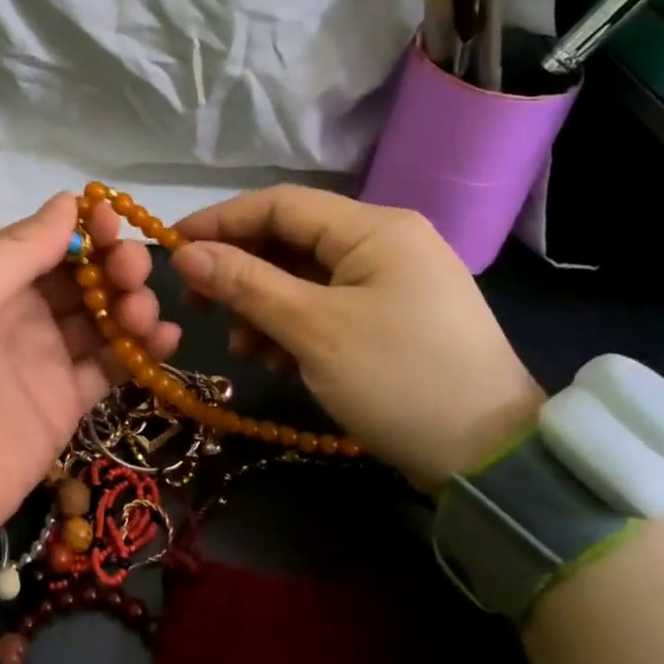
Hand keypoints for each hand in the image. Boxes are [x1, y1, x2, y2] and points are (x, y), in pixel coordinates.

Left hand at [0, 195, 179, 552]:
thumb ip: (14, 252)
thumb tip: (67, 201)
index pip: (43, 239)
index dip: (83, 228)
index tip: (116, 222)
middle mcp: (14, 312)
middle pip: (79, 275)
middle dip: (113, 264)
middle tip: (133, 273)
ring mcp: (41, 359)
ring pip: (101, 316)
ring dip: (131, 304)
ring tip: (144, 314)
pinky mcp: (63, 404)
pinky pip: (111, 367)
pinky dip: (141, 351)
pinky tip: (165, 340)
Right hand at [113, 186, 542, 490]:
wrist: (492, 460)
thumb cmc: (399, 380)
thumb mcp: (313, 330)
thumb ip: (246, 283)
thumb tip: (186, 254)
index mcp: (374, 228)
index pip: (280, 204)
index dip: (221, 221)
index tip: (172, 247)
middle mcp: (386, 241)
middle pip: (291, 240)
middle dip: (240, 271)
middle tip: (198, 305)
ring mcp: (393, 280)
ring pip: (305, 276)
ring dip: (264, 305)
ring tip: (242, 347)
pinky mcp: (394, 316)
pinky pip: (328, 305)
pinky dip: (294, 326)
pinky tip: (277, 360)